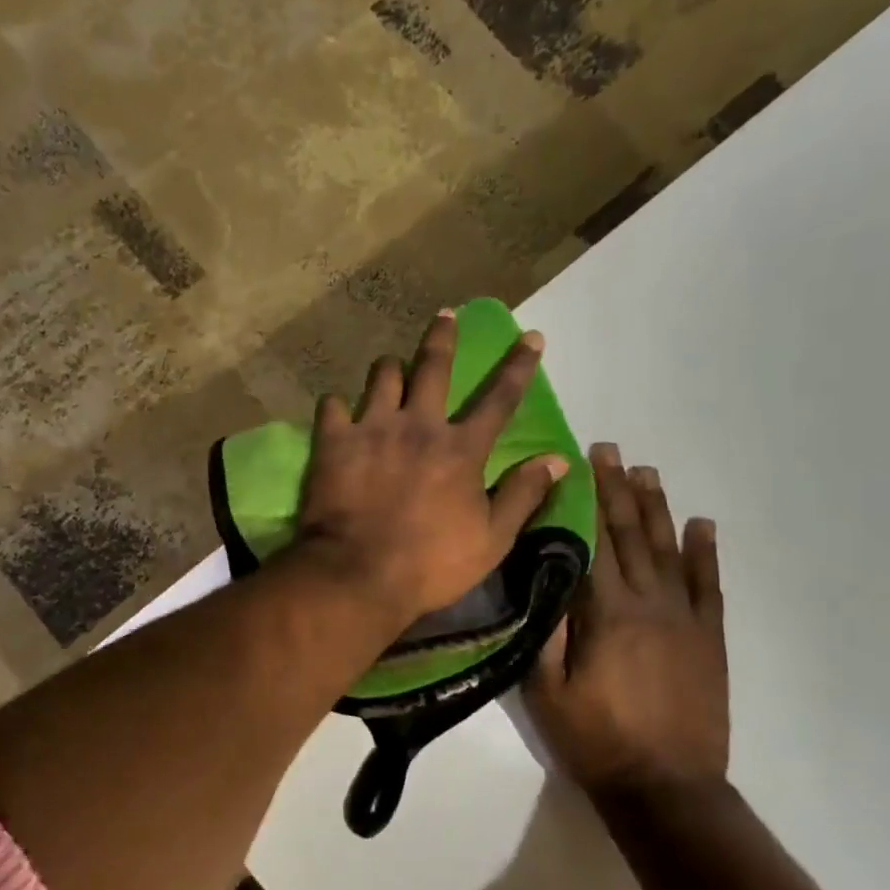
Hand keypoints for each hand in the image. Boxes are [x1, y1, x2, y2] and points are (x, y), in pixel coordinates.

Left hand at [295, 310, 568, 627]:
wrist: (357, 575)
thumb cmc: (430, 564)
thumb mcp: (491, 539)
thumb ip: (523, 495)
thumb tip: (557, 460)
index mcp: (460, 449)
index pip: (498, 399)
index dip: (519, 366)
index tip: (531, 335)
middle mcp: (418, 425)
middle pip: (433, 367)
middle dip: (443, 337)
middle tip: (445, 314)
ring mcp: (372, 428)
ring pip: (382, 376)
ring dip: (390, 368)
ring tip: (391, 366)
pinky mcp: (333, 441)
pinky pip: (332, 405)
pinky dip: (338, 406)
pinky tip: (339, 412)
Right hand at [525, 446, 728, 796]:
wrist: (667, 788)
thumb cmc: (595, 740)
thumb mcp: (545, 690)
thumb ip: (542, 631)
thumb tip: (539, 577)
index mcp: (606, 613)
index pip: (594, 542)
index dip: (586, 499)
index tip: (580, 462)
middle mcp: (648, 603)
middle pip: (631, 535)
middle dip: (619, 489)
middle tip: (612, 450)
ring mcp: (685, 619)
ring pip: (669, 550)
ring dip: (658, 508)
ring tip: (648, 472)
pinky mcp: (709, 639)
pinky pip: (709, 586)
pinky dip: (705, 552)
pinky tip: (702, 524)